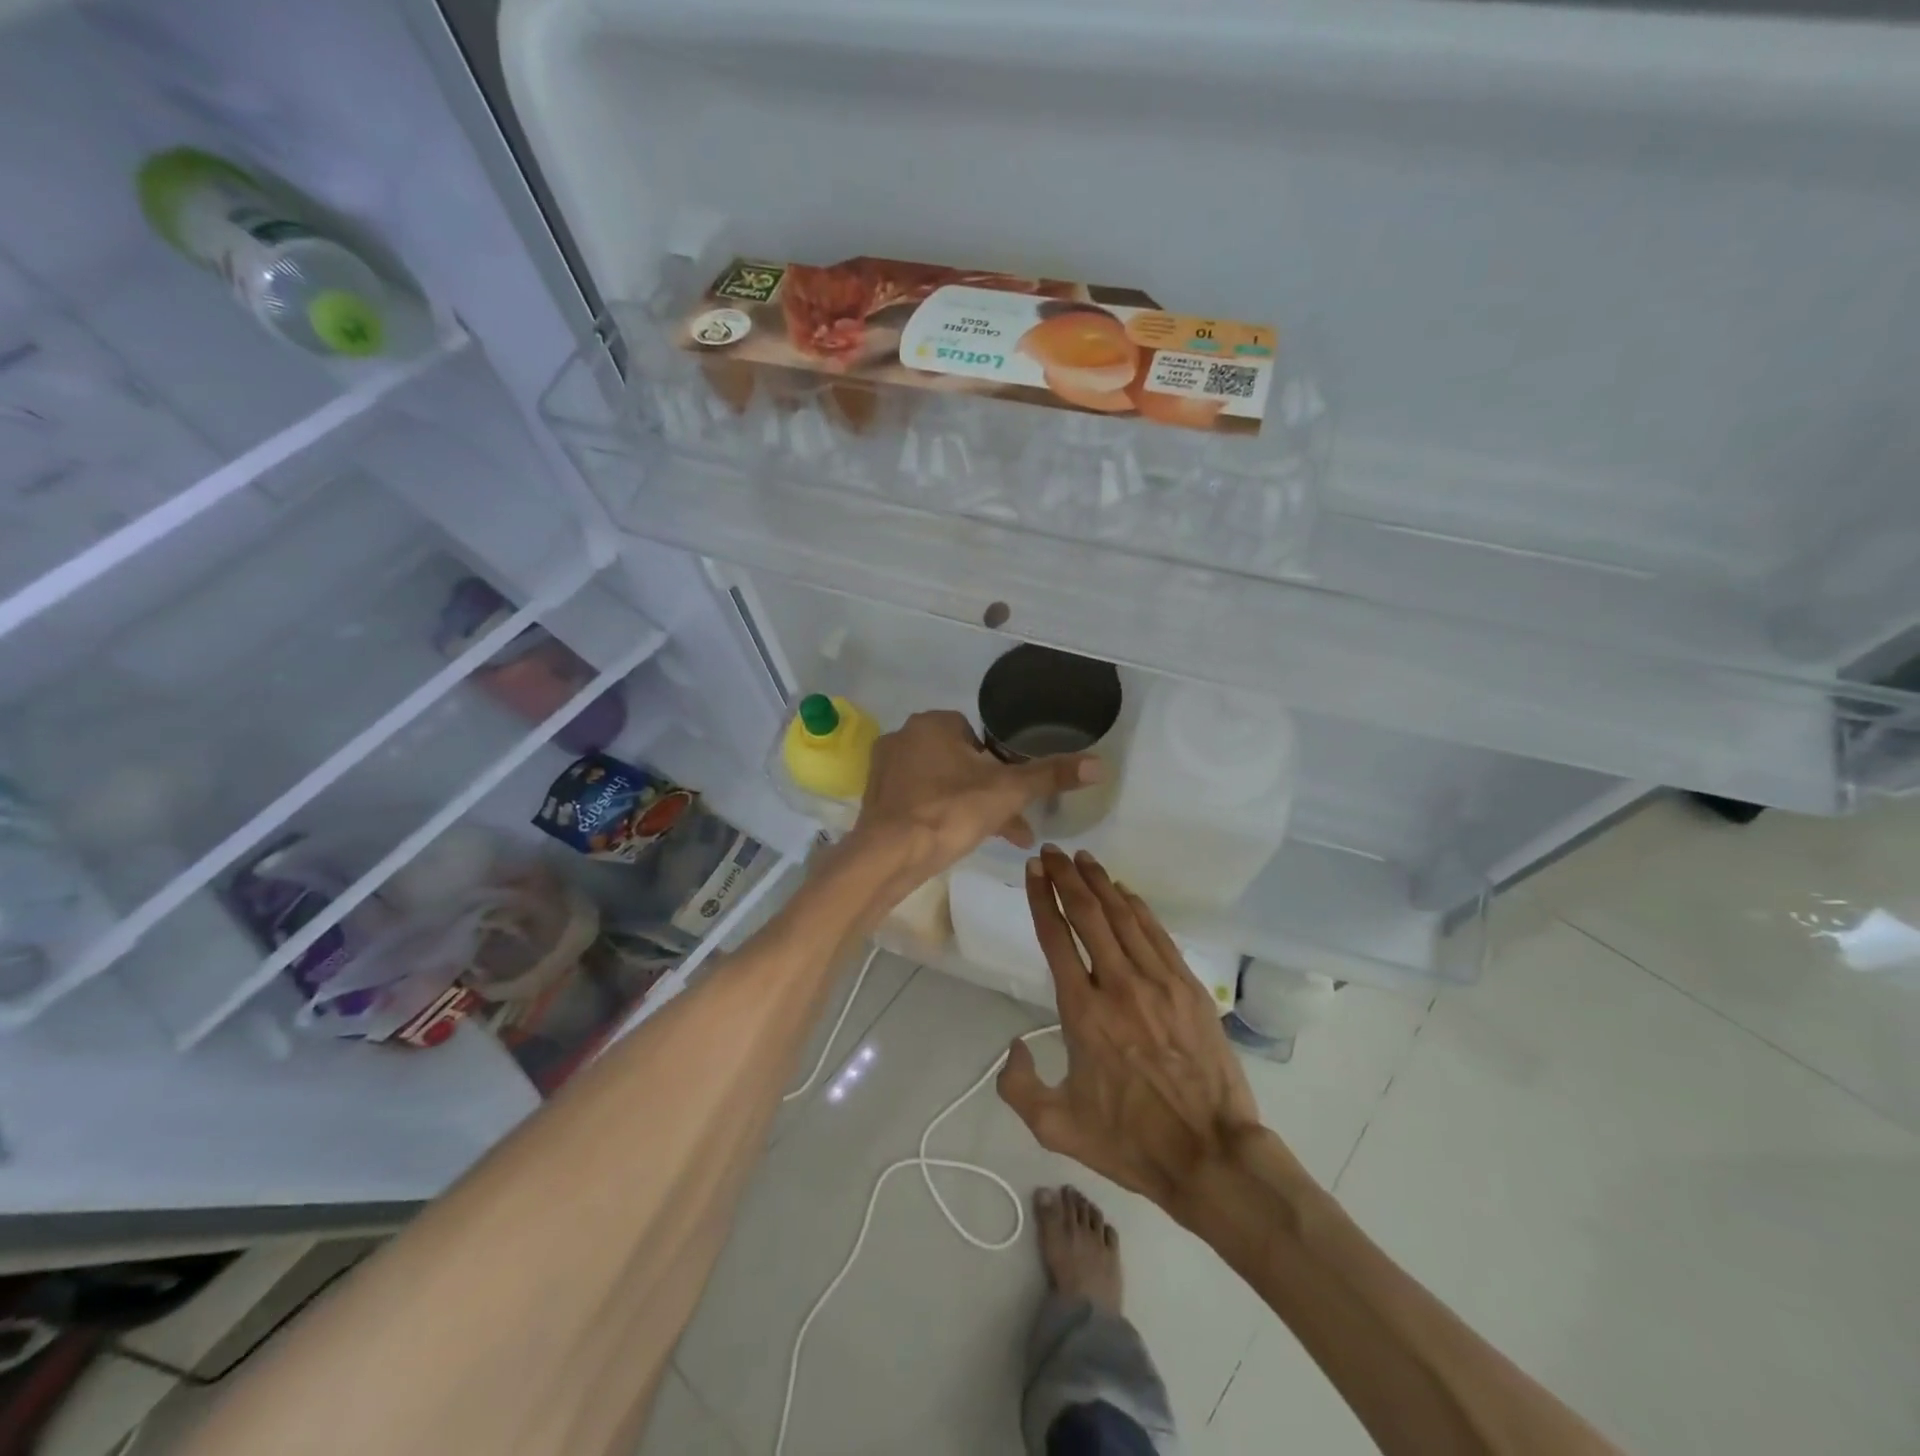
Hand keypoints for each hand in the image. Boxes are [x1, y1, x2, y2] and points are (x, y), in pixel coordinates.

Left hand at [849, 710, 1100, 895]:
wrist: (888, 857)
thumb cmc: (949, 813)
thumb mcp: (1008, 792)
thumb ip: (1051, 775)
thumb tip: (1100, 763)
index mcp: (932, 723)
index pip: (978, 736)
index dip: (999, 766)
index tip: (1012, 797)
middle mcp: (904, 736)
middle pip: (960, 762)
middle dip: (986, 793)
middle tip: (1008, 824)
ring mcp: (884, 768)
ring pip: (940, 783)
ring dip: (965, 806)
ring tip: (986, 838)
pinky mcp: (875, 798)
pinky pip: (917, 799)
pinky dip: (937, 815)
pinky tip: (951, 841)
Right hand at [997, 846, 1266, 1213]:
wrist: (1211, 1154)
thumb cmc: (1130, 1142)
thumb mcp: (1056, 1127)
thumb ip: (1018, 1086)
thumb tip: (1013, 1044)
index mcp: (1082, 1013)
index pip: (1056, 938)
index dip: (1040, 898)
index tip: (1033, 870)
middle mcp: (1118, 985)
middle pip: (1088, 914)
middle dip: (1066, 877)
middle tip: (1052, 851)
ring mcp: (1158, 982)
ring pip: (1123, 916)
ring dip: (1100, 883)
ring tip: (1083, 859)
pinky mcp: (1188, 987)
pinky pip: (1157, 934)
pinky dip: (1137, 907)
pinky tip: (1124, 892)